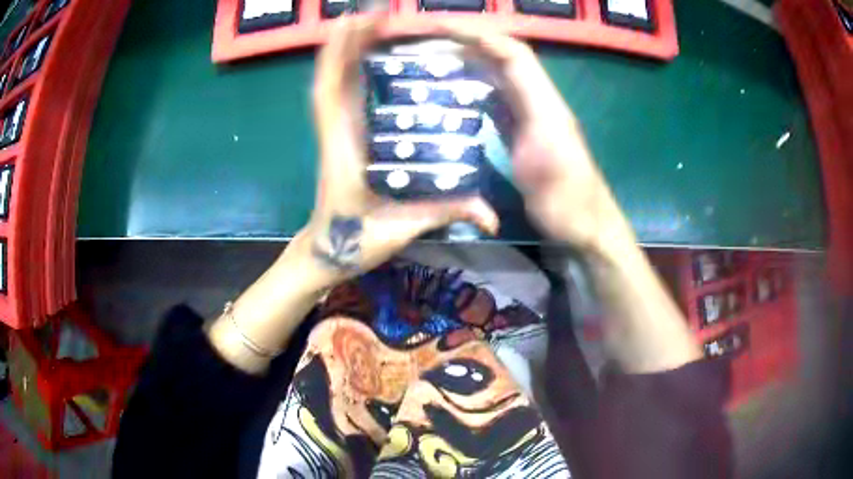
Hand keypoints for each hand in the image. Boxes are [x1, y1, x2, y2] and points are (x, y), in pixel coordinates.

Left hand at [301, 17, 498, 283]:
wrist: (330, 252)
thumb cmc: (357, 239)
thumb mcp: (403, 227)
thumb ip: (445, 214)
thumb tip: (492, 218)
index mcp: (344, 145)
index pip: (333, 92)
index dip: (341, 55)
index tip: (358, 24)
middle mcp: (336, 130)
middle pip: (331, 76)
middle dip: (346, 40)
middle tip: (371, 11)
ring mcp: (336, 130)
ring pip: (331, 81)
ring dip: (342, 49)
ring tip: (363, 20)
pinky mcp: (341, 135)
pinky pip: (337, 94)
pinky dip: (341, 68)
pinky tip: (356, 52)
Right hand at [430, 21, 632, 253]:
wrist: (585, 224)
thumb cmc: (568, 202)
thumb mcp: (547, 165)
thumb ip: (525, 119)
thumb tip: (493, 84)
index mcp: (544, 104)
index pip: (513, 54)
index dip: (480, 36)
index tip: (442, 29)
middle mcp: (537, 101)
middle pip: (504, 58)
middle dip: (468, 42)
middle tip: (427, 41)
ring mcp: (530, 116)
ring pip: (498, 76)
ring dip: (468, 61)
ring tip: (432, 58)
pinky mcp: (522, 131)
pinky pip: (496, 99)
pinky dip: (473, 87)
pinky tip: (452, 91)